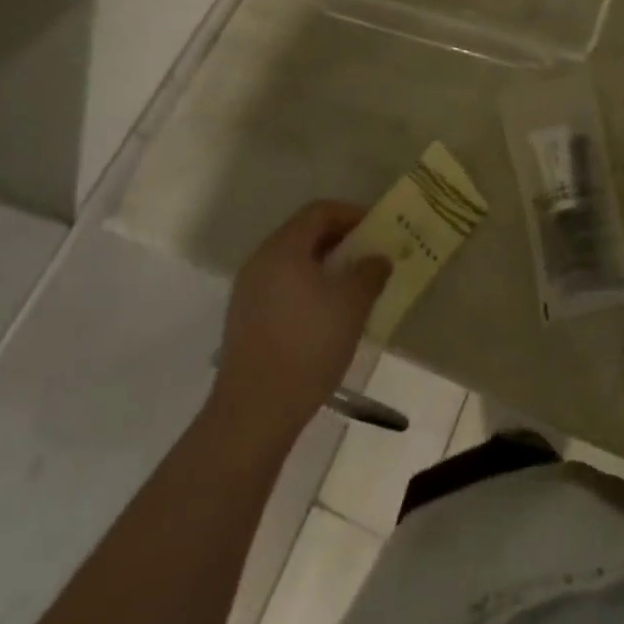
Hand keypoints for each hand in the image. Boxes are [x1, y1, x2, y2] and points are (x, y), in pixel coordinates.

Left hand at [209, 201, 387, 448]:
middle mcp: (260, 261)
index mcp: (283, 248)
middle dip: (341, 240)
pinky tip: (328, 314)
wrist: (255, 412)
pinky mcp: (245, 320)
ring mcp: (248, 292)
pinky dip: (308, 287)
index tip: (378, 229)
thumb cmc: (309, 345)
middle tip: (370, 255)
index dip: (352, 214)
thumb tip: (378, 258)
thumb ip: (370, 272)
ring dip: (326, 266)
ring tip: (354, 286)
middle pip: (304, 234)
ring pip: (293, 262)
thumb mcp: (353, 304)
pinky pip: (282, 287)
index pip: (319, 211)